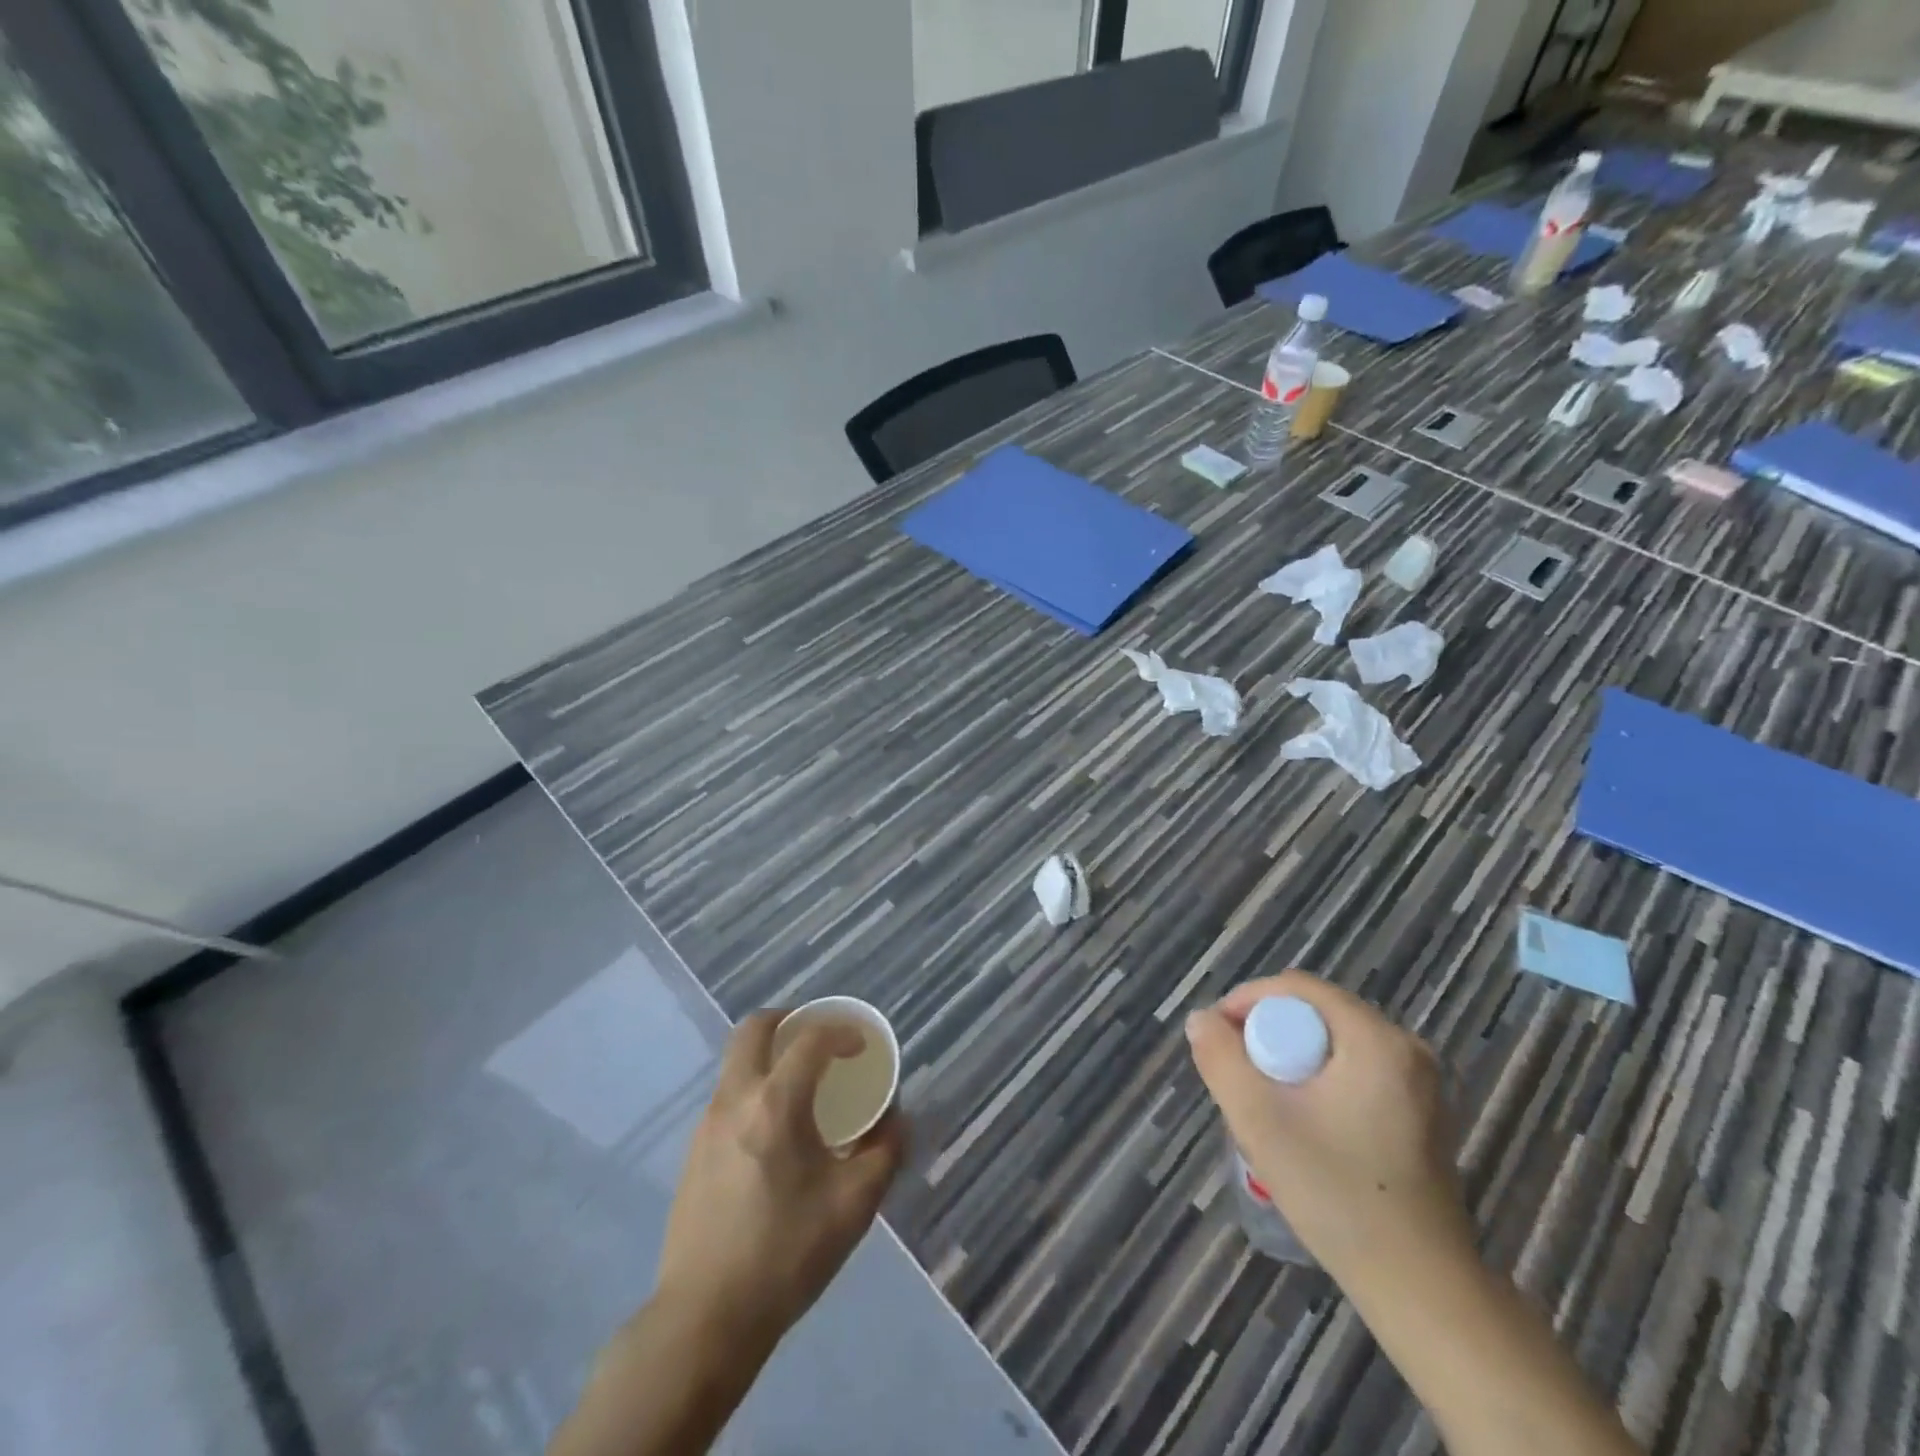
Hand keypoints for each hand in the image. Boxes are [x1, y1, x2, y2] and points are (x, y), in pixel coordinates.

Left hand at [654, 1011, 906, 1353]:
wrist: (705, 1318)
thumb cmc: (787, 1253)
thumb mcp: (855, 1204)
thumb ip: (885, 1151)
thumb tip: (895, 1119)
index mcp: (776, 1103)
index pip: (810, 1039)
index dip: (841, 1031)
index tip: (861, 1046)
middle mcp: (735, 1099)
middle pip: (753, 1029)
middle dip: (789, 1020)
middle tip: (818, 1038)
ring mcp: (707, 1124)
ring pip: (736, 1063)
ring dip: (769, 1056)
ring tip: (802, 1087)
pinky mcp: (693, 1153)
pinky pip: (728, 1096)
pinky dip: (754, 1089)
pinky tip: (775, 1133)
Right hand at [1185, 970, 1471, 1281]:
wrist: (1421, 1289)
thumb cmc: (1338, 1195)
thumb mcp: (1259, 1120)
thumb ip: (1220, 1058)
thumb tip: (1201, 1020)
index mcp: (1377, 1039)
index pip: (1297, 988)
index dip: (1247, 1002)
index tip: (1218, 1038)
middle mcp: (1406, 1047)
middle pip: (1316, 1012)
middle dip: (1268, 1034)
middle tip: (1239, 1074)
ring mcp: (1420, 1082)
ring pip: (1332, 1042)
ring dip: (1291, 1059)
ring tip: (1265, 1100)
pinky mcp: (1421, 1112)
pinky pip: (1354, 1069)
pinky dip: (1319, 1080)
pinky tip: (1304, 1123)